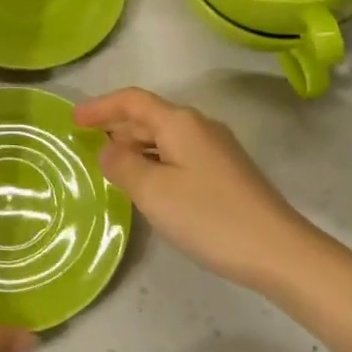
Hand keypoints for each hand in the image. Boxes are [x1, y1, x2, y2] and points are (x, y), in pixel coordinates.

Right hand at [75, 88, 315, 290]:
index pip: (132, 101)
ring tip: (113, 168)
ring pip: (165, 137)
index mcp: (180, 122)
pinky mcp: (227, 172)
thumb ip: (123, 165)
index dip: (101, 107)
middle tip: (88, 147)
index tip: (73, 120)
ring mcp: (217, 149)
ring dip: (136, 146)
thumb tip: (108, 149)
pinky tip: (150, 186)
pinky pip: (180, 155)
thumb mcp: (154, 192)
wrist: (278, 250)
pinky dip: (156, 161)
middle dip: (117, 127)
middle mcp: (200, 126)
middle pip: (150, 116)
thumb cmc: (209, 216)